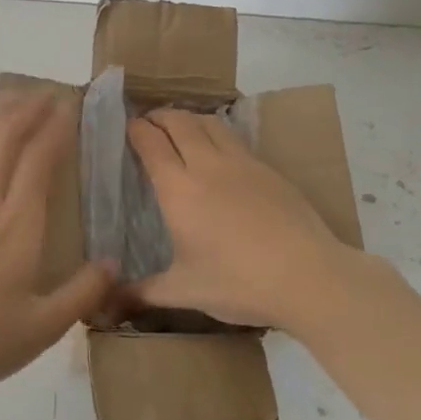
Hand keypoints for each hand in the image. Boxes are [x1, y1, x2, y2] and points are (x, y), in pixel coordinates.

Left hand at [0, 94, 115, 411]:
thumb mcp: (45, 326)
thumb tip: (115, 263)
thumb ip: (83, 291)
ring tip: (10, 105)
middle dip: (25, 115)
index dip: (55, 131)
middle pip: (5, 147)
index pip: (39, 164)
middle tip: (44, 94)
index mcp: (19, 228)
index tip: (69, 108)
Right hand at [127, 108, 365, 331]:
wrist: (308, 277)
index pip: (151, 143)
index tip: (128, 127)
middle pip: (180, 122)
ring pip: (210, 123)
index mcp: (179, 190)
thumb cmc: (238, 283)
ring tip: (181, 128)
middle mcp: (207, 166)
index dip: (136, 130)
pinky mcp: (269, 170)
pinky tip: (219, 153)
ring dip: (190, 118)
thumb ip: (145, 292)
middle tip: (149, 122)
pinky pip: (235, 140)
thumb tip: (112, 302)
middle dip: (160, 116)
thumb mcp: (185, 291)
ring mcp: (243, 164)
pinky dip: (217, 134)